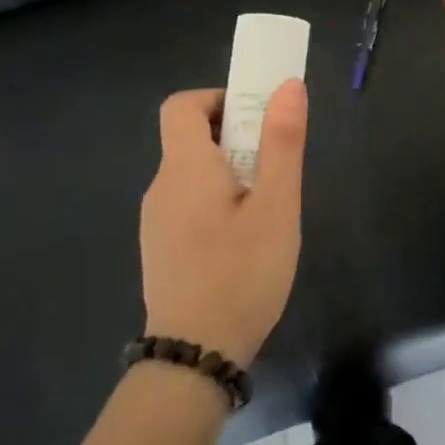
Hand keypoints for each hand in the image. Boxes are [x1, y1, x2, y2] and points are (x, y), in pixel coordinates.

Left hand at [139, 81, 306, 366]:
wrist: (194, 360)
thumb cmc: (241, 273)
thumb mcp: (275, 205)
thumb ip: (281, 142)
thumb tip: (287, 85)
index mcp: (185, 168)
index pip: (182, 105)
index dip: (218, 98)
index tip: (255, 119)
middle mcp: (162, 187)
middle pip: (191, 138)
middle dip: (236, 138)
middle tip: (274, 169)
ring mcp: (157, 221)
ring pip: (194, 174)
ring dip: (230, 172)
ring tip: (266, 209)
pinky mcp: (161, 249)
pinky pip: (189, 204)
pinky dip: (217, 201)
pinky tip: (244, 242)